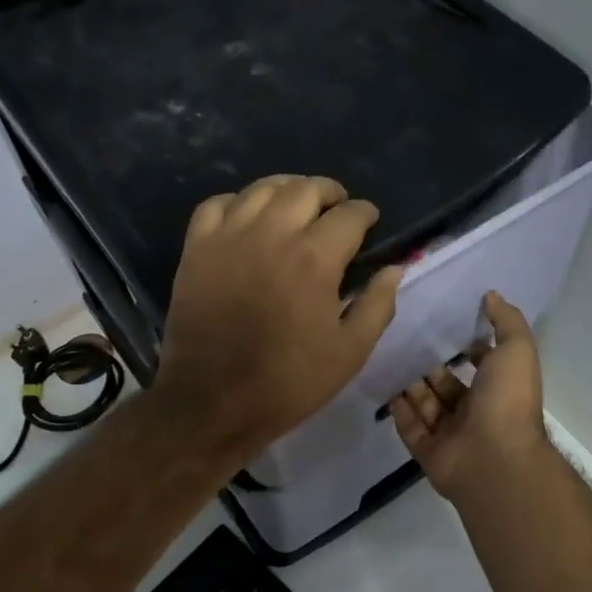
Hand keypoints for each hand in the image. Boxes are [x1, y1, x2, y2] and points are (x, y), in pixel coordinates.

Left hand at [154, 175, 402, 461]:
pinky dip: (237, 202)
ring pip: (262, 188)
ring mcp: (228, 238)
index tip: (369, 220)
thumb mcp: (350, 353)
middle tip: (336, 209)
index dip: (365, 212)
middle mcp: (272, 234)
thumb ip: (377, 305)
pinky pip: (216, 205)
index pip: (348, 215)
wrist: (213, 402)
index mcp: (314, 258)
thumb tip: (394, 269)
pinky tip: (247, 218)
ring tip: (296, 205)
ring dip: (287, 189)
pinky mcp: (197, 249)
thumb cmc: (288, 382)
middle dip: (329, 193)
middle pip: (305, 188)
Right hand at [390, 292, 548, 501]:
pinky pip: (409, 426)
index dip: (465, 346)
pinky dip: (397, 408)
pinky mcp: (428, 451)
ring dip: (409, 383)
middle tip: (403, 337)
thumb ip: (506, 321)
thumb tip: (491, 295)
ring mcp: (450, 434)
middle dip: (428, 364)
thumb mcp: (516, 350)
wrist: (493, 459)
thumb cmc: (507, 401)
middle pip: (446, 384)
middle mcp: (475, 411)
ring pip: (425, 403)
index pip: (480, 363)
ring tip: (387, 355)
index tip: (441, 324)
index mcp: (498, 389)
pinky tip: (382, 385)